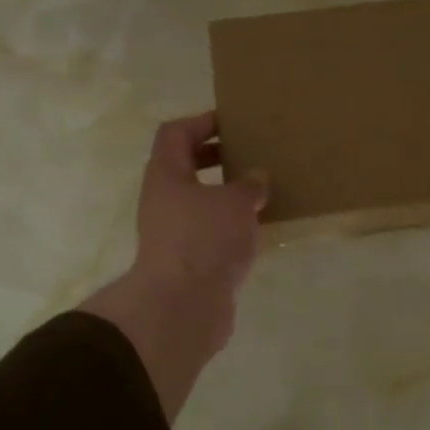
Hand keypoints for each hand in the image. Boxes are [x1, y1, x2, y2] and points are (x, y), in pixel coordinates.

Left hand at [79, 113, 267, 418]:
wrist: (182, 308)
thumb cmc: (204, 240)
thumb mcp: (236, 202)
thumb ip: (250, 185)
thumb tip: (257, 179)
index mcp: (166, 175)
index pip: (176, 133)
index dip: (202, 121)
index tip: (233, 122)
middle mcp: (165, 200)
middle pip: (187, 167)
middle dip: (219, 158)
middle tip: (252, 154)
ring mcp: (174, 233)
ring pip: (202, 202)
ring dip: (229, 195)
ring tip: (265, 191)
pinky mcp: (190, 261)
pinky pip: (212, 232)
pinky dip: (234, 227)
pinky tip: (262, 229)